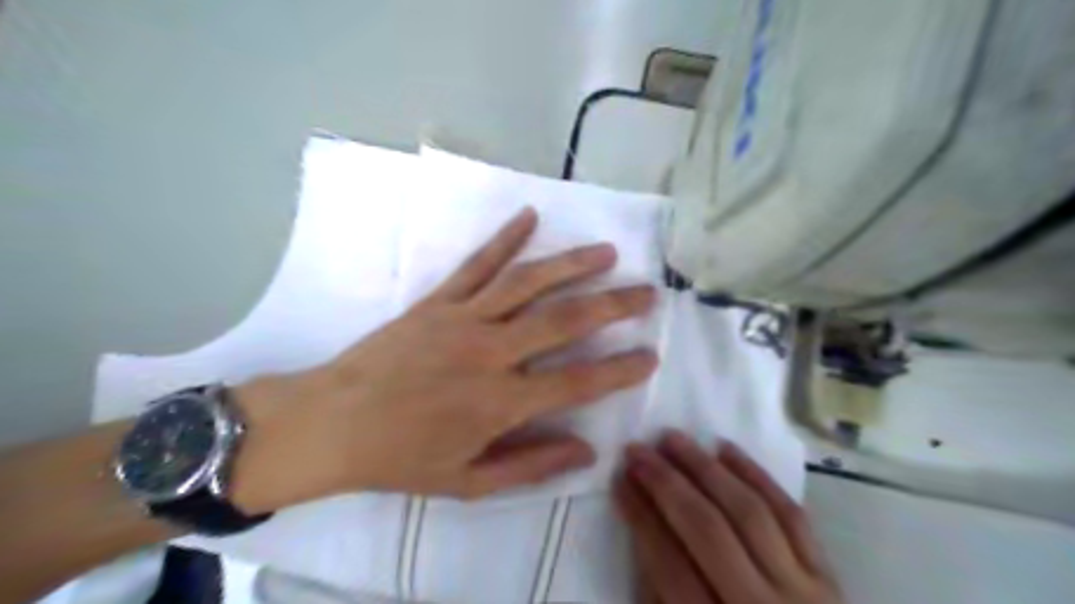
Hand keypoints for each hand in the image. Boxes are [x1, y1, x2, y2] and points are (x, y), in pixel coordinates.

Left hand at [231, 206, 660, 509]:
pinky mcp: (437, 301)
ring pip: (528, 283)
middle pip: (564, 321)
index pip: (578, 382)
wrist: (330, 423)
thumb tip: (587, 452)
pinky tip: (529, 217)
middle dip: (613, 305)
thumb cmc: (400, 458)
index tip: (650, 355)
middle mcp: (490, 352)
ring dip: (571, 265)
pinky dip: (504, 239)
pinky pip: (477, 264)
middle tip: (647, 292)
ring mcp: (463, 319)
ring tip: (607, 252)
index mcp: (500, 402)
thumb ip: (530, 466)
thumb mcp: (467, 482)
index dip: (619, 370)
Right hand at [619, 432, 844, 603]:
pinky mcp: (830, 578)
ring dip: (706, 467)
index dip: (640, 516)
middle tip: (638, 449)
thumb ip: (661, 601)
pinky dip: (757, 476)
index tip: (620, 478)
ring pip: (748, 512)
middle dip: (666, 483)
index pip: (668, 564)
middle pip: (707, 529)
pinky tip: (727, 450)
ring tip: (673, 438)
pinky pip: (792, 514)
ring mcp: (804, 593)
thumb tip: (645, 533)